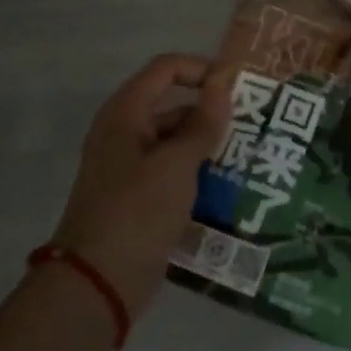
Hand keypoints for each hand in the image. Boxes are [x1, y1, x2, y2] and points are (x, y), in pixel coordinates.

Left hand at [51, 54, 230, 319]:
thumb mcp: (177, 164)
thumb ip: (203, 124)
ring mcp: (130, 166)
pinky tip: (228, 187)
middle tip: (253, 126)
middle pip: (172, 104)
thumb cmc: (137, 211)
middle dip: (210, 112)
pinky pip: (172, 171)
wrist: (98, 281)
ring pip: (175, 141)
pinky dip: (197, 172)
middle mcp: (124, 132)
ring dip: (207, 145)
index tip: (238, 88)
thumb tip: (222, 87)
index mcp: (125, 114)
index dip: (201, 70)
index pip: (166, 69)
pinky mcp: (138, 196)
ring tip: (248, 157)